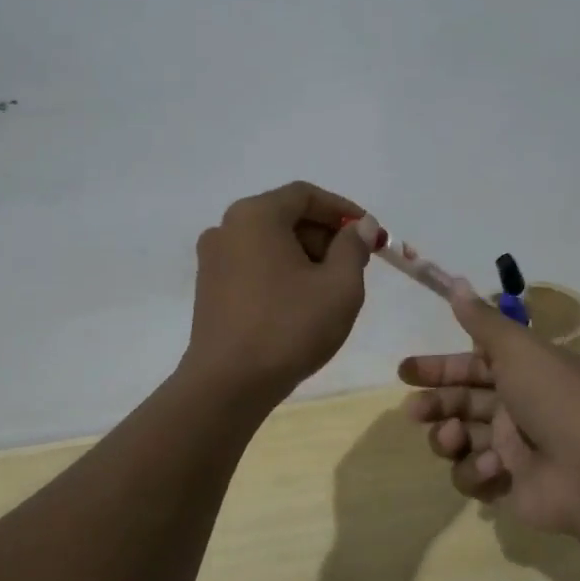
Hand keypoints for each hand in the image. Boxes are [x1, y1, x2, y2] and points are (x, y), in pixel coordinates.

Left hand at [182, 181, 370, 404]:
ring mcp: (213, 259)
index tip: (370, 234)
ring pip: (270, 243)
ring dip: (306, 256)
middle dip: (325, 235)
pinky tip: (301, 303)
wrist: (228, 384)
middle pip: (286, 216)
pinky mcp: (209, 288)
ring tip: (332, 289)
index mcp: (256, 215)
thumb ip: (354, 247)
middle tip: (356, 264)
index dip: (343, 210)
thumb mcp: (339, 286)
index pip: (306, 195)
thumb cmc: (289, 327)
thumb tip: (361, 226)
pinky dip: (282, 272)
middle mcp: (227, 228)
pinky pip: (254, 265)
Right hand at [399, 284, 579, 541]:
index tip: (405, 371)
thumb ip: (482, 320)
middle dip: (434, 405)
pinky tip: (494, 467)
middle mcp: (515, 408)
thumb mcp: (517, 348)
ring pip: (460, 440)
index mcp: (521, 373)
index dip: (438, 368)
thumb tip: (456, 283)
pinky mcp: (507, 486)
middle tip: (414, 410)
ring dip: (449, 437)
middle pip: (460, 403)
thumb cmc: (553, 398)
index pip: (471, 366)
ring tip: (455, 436)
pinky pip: (473, 477)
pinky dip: (476, 471)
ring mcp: (511, 450)